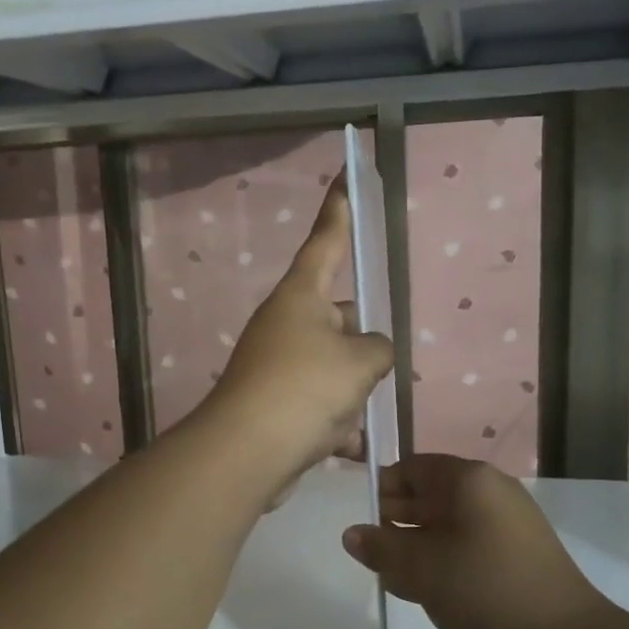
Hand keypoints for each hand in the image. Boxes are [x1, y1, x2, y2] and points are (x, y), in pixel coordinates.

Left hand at [202, 176, 393, 494]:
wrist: (248, 452)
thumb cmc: (305, 388)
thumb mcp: (360, 362)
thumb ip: (377, 348)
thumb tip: (370, 351)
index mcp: (301, 297)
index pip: (326, 241)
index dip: (339, 209)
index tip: (345, 175)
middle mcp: (285, 323)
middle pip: (338, 318)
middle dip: (362, 344)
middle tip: (380, 367)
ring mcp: (276, 363)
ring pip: (332, 367)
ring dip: (352, 393)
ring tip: (360, 415)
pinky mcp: (273, 402)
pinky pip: (317, 405)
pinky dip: (334, 425)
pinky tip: (347, 445)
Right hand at [342, 455, 610, 628]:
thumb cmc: (485, 590)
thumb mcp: (421, 569)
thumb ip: (381, 548)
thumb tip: (352, 534)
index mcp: (468, 480)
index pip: (412, 467)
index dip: (382, 489)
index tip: (364, 522)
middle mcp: (491, 491)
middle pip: (430, 494)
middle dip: (397, 520)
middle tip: (374, 553)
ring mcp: (509, 523)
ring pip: (448, 523)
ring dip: (418, 544)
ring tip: (395, 577)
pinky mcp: (519, 553)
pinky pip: (469, 544)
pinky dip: (445, 558)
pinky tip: (428, 590)